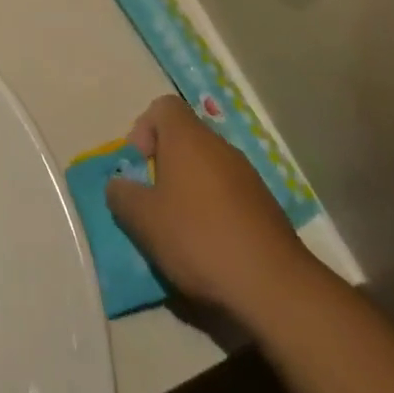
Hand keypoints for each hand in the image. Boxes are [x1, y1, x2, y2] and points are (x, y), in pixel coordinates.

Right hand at [105, 96, 318, 317]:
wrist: (274, 286)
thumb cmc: (199, 239)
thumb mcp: (144, 220)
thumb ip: (122, 195)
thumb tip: (118, 185)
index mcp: (188, 138)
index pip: (163, 106)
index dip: (144, 129)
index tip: (139, 165)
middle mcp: (219, 146)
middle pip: (185, 138)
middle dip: (165, 165)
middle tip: (154, 201)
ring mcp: (247, 175)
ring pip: (208, 167)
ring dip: (190, 189)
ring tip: (180, 229)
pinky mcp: (266, 205)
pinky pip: (229, 193)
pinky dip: (215, 210)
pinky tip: (211, 246)